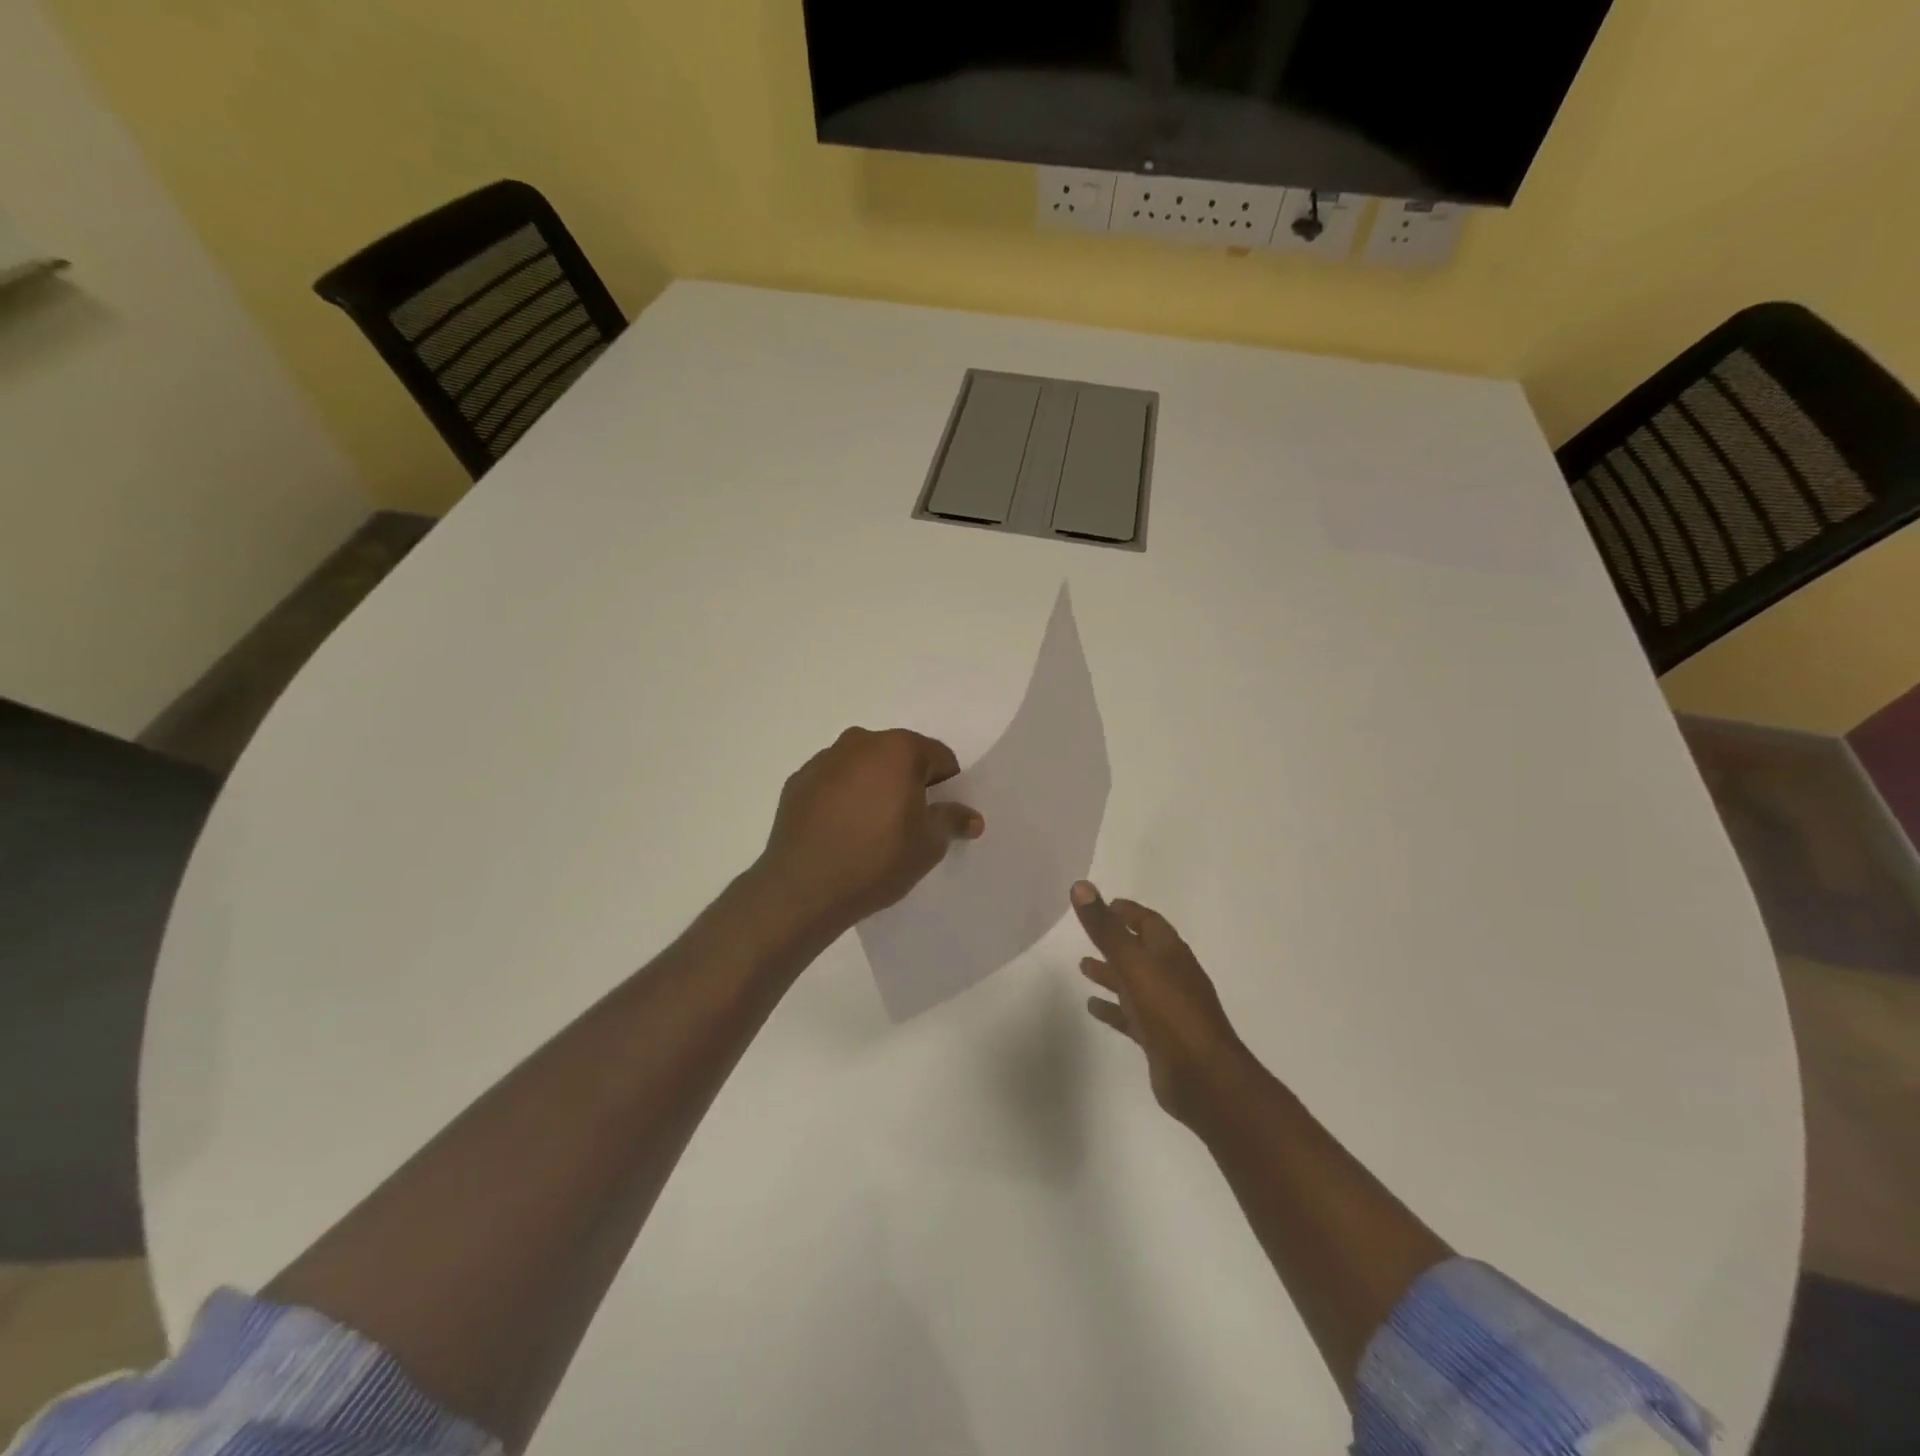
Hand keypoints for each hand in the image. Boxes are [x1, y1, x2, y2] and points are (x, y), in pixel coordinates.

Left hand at [757, 727, 983, 932]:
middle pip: (898, 756)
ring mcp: (823, 760)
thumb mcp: (928, 845)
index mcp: (898, 749)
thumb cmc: (877, 859)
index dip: (946, 786)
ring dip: (872, 787)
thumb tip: (971, 817)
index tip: (940, 815)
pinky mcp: (797, 782)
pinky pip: (833, 783)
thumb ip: (952, 821)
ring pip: (862, 767)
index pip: (938, 757)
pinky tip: (840, 832)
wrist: (803, 888)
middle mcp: (859, 743)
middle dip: (907, 782)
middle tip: (907, 823)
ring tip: (870, 830)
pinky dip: (842, 798)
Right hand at [1072, 882, 1251, 1129]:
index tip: (1103, 904)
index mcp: (1170, 953)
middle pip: (1140, 951)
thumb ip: (1106, 928)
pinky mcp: (1159, 1038)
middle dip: (1116, 940)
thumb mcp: (1134, 965)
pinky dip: (1113, 1008)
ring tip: (1082, 966)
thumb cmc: (1171, 1014)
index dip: (1127, 911)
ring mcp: (1167, 1009)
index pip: (1148, 922)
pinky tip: (1093, 1007)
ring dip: (1111, 973)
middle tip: (1088, 932)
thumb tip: (1081, 885)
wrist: (1205, 1079)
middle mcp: (1171, 976)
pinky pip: (1131, 1015)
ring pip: (1134, 983)